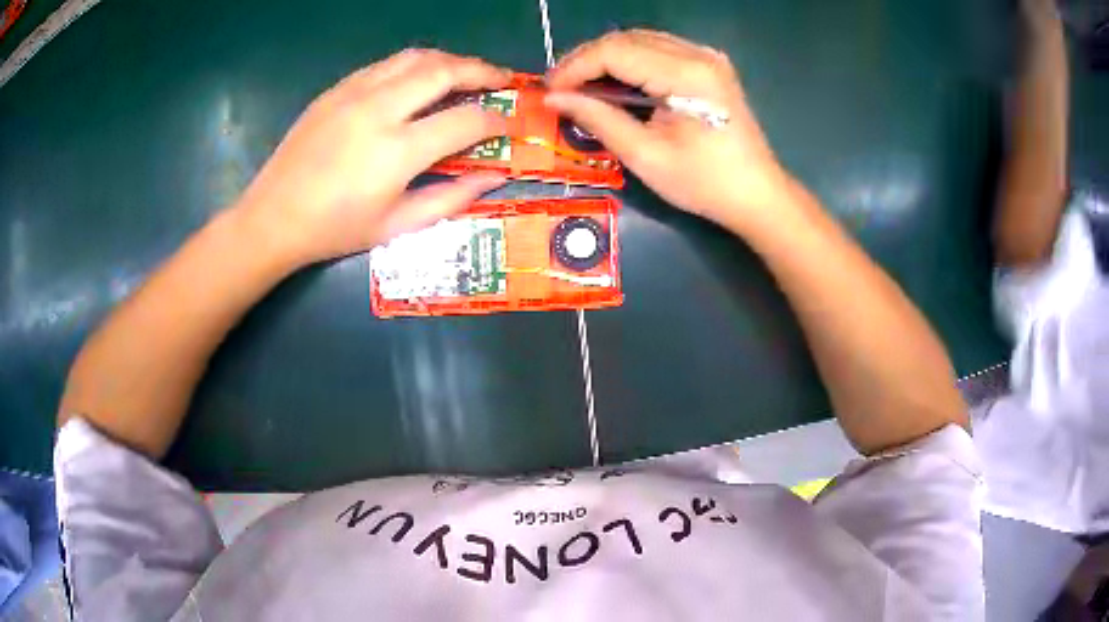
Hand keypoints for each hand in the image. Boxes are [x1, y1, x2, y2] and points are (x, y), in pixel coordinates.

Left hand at [235, 49, 511, 267]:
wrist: (273, 217)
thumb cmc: (335, 229)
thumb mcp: (397, 226)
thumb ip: (451, 198)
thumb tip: (494, 177)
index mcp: (397, 151)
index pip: (466, 120)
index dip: (496, 120)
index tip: (509, 124)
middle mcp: (379, 109)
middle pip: (445, 71)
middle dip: (483, 71)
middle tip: (501, 80)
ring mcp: (354, 93)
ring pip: (416, 57)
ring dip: (450, 60)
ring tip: (466, 72)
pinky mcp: (337, 89)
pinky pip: (386, 64)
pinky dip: (414, 65)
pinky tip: (419, 79)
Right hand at [545, 30, 790, 231]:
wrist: (757, 194)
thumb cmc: (704, 183)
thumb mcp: (645, 156)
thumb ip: (598, 119)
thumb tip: (554, 99)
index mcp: (685, 74)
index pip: (615, 51)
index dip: (575, 66)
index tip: (550, 90)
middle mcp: (698, 54)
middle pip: (627, 39)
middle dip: (587, 59)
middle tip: (561, 87)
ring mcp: (707, 57)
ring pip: (641, 40)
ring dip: (606, 57)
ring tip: (581, 84)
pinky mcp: (710, 66)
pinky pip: (659, 49)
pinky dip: (630, 61)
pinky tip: (616, 81)